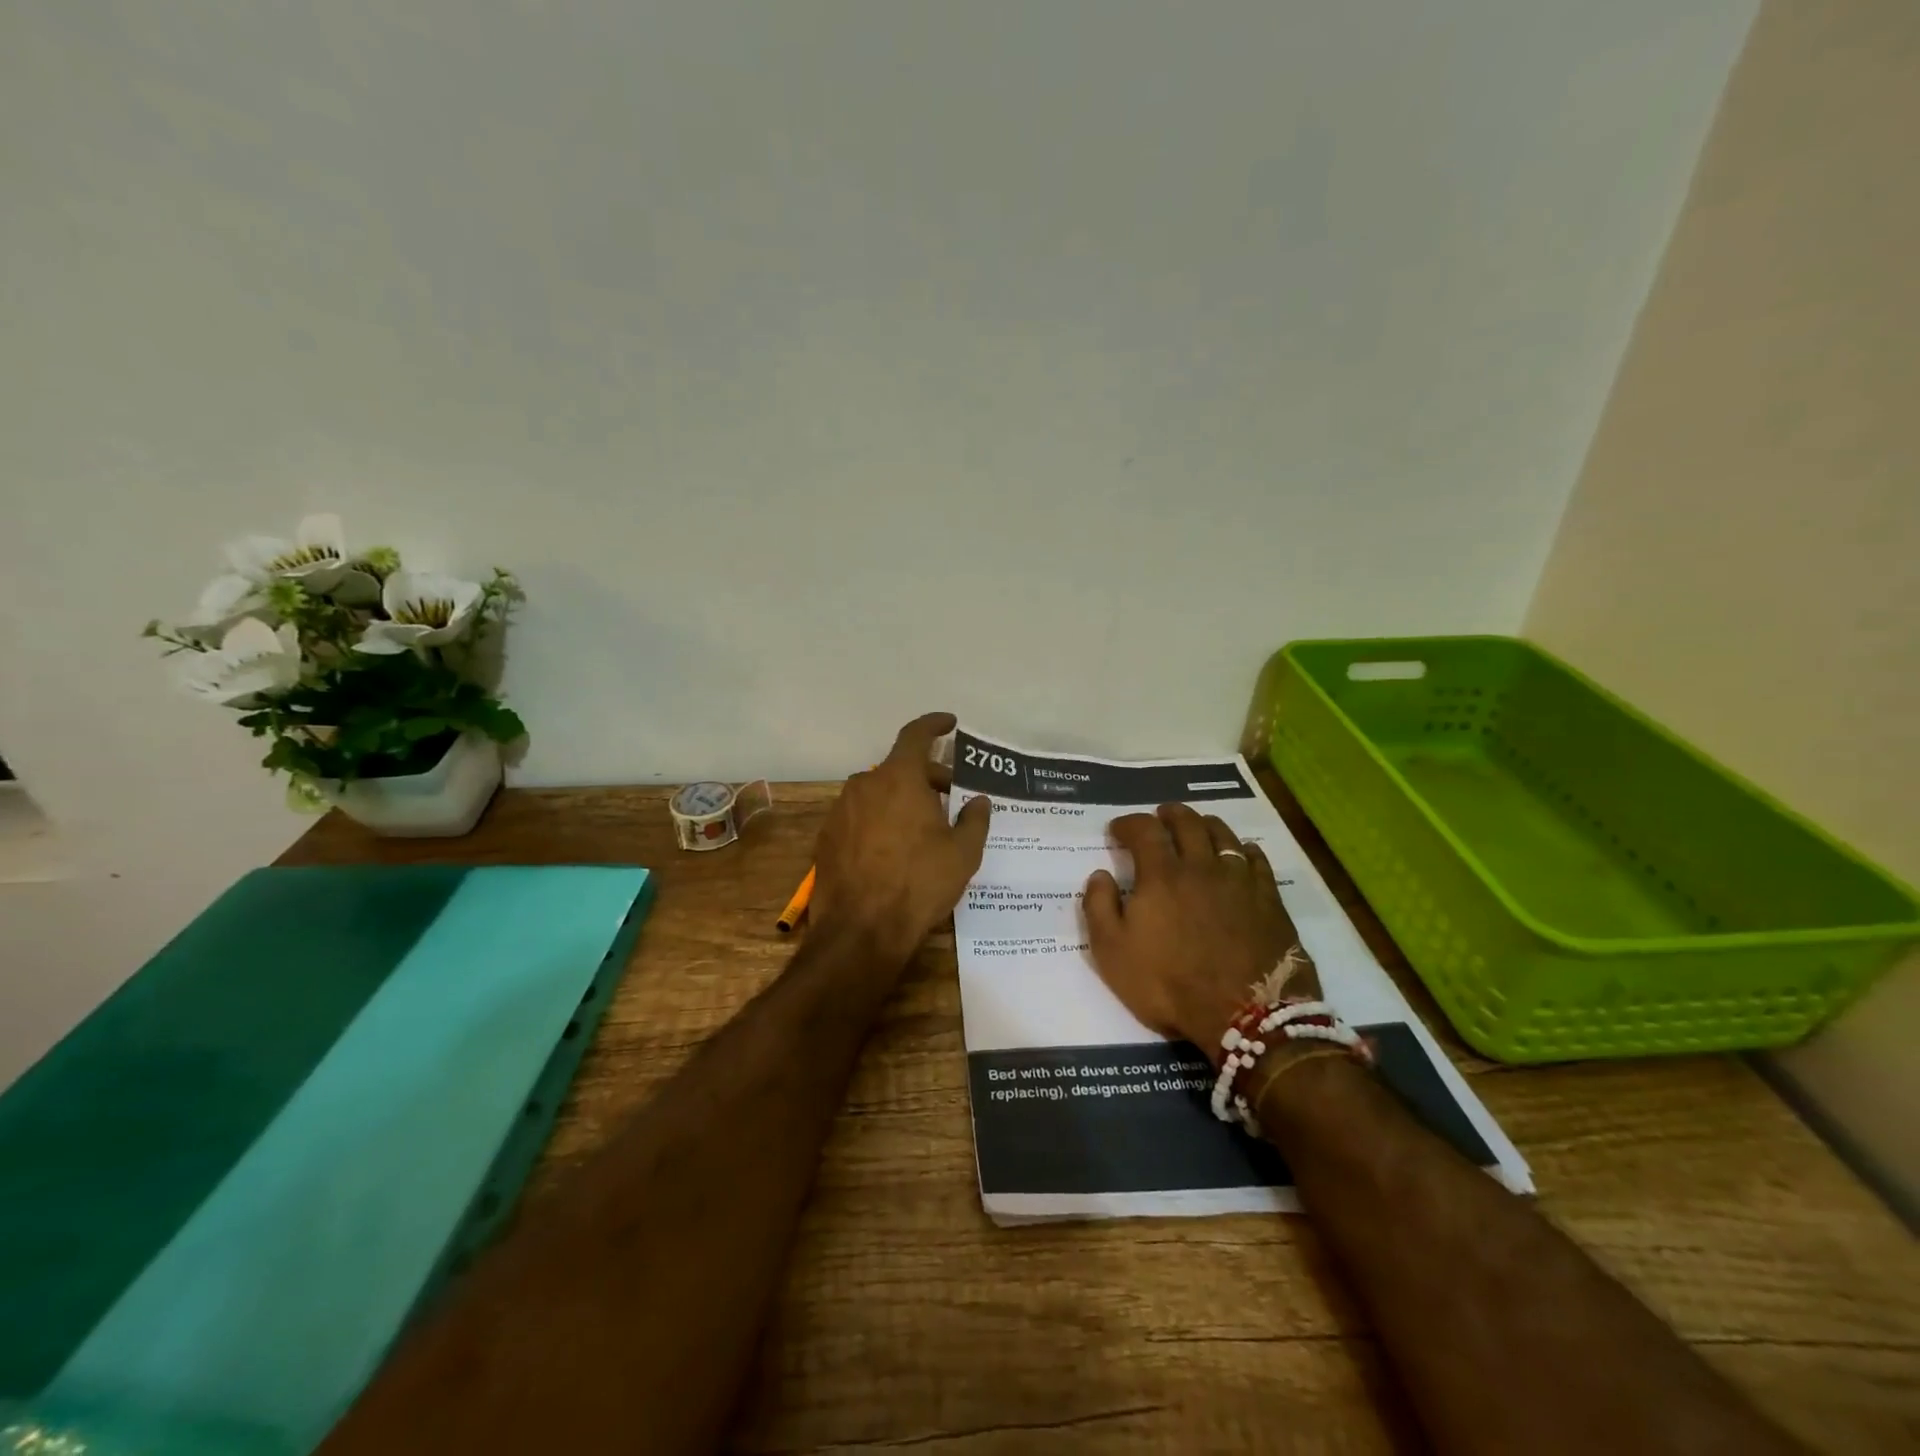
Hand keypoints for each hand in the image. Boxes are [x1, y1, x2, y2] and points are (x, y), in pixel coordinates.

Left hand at [812, 712, 991, 963]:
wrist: (860, 930)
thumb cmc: (919, 883)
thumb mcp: (963, 853)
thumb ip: (975, 819)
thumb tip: (979, 800)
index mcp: (899, 778)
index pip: (916, 735)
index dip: (934, 725)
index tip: (950, 723)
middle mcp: (865, 784)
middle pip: (900, 768)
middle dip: (927, 777)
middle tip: (950, 797)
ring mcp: (841, 810)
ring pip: (878, 792)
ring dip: (902, 800)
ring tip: (924, 828)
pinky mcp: (827, 837)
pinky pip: (861, 816)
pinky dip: (880, 820)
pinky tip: (894, 849)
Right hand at [1082, 804, 1318, 1060]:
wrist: (1244, 1015)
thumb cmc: (1169, 984)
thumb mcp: (1113, 953)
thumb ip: (1098, 908)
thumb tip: (1100, 875)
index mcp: (1161, 875)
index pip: (1144, 830)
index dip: (1129, 823)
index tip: (1118, 829)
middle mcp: (1201, 866)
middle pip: (1188, 822)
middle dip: (1169, 814)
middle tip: (1160, 816)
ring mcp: (1240, 881)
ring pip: (1224, 835)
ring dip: (1206, 824)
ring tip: (1198, 826)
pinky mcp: (1269, 899)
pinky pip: (1257, 860)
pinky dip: (1245, 849)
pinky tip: (1241, 853)